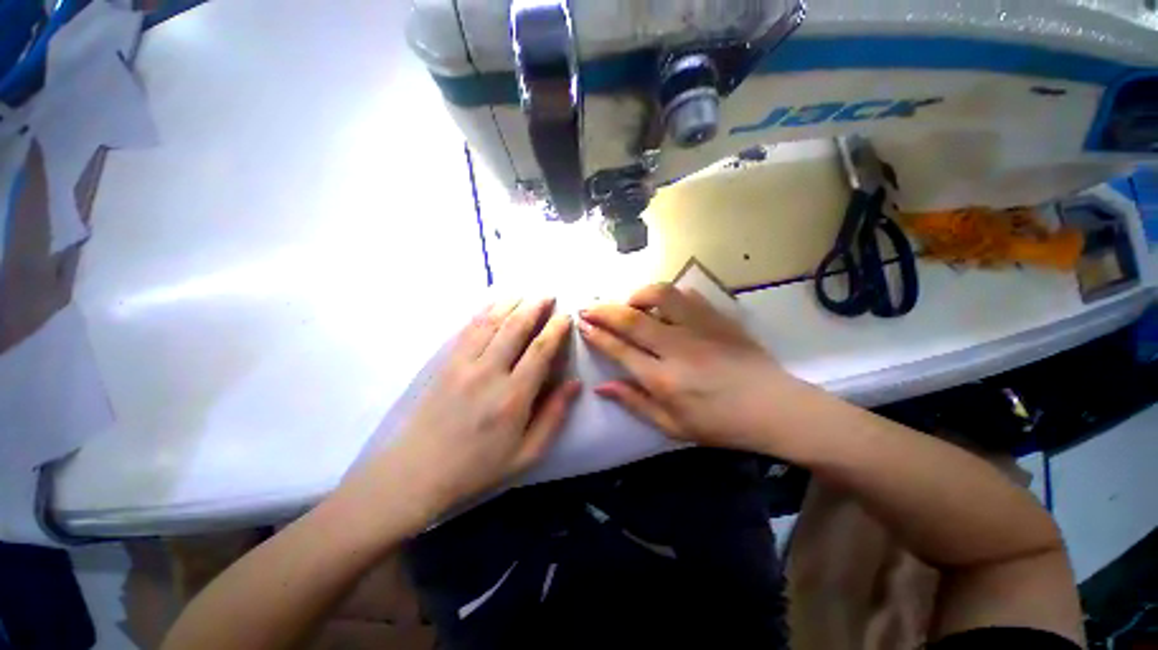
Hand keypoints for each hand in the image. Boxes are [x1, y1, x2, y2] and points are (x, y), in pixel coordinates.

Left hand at [347, 298, 579, 525]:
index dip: (555, 329)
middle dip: (535, 306)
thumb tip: (575, 383)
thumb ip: (553, 416)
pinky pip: (468, 329)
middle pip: (515, 327)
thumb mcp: (526, 454)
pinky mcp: (446, 363)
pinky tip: (494, 303)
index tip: (565, 316)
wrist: (417, 473)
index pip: (540, 350)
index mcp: (513, 397)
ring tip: (526, 293)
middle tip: (548, 295)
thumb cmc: (478, 468)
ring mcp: (463, 364)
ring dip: (511, 303)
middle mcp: (489, 373)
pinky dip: (484, 311)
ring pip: (491, 322)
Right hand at [579, 283, 792, 452]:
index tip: (583, 324)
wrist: (773, 408)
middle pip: (630, 318)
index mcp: (663, 379)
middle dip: (603, 310)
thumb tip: (602, 387)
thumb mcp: (672, 425)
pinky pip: (686, 294)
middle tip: (589, 306)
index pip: (619, 349)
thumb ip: (634, 403)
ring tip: (630, 303)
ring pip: (659, 295)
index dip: (597, 335)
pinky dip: (667, 296)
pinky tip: (663, 305)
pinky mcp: (717, 317)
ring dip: (636, 295)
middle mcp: (677, 348)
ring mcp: (699, 328)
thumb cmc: (720, 424)